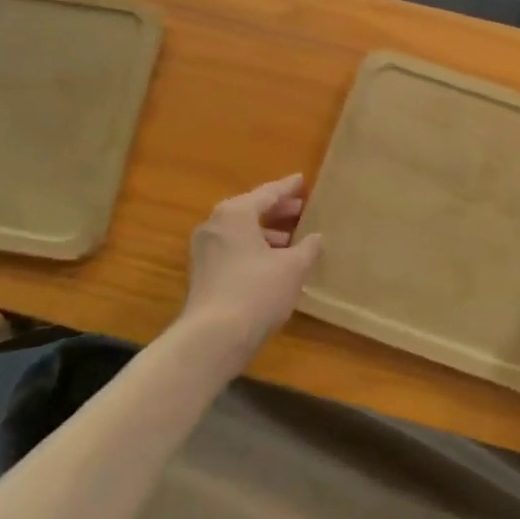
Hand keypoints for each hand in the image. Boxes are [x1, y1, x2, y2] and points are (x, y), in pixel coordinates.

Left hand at [182, 174, 322, 364]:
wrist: (213, 337)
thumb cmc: (257, 292)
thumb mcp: (293, 268)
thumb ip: (308, 247)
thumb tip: (316, 237)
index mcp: (235, 213)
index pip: (267, 193)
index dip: (288, 188)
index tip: (302, 181)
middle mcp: (215, 224)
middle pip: (251, 210)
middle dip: (277, 210)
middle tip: (302, 209)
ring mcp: (204, 249)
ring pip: (241, 231)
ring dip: (266, 233)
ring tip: (292, 239)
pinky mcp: (202, 272)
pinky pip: (233, 248)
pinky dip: (253, 248)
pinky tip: (273, 262)